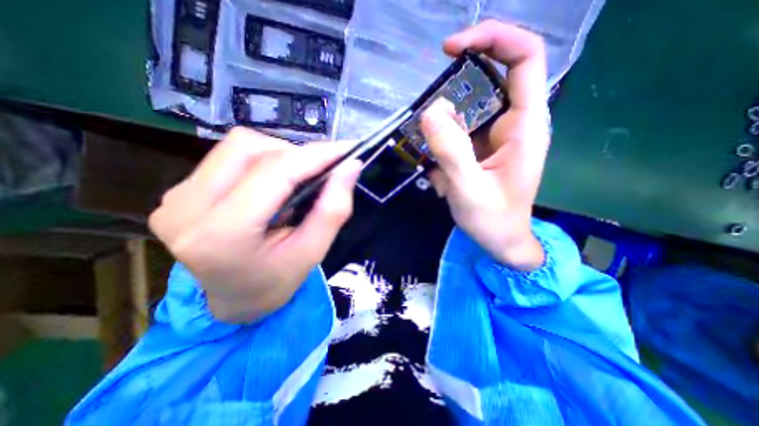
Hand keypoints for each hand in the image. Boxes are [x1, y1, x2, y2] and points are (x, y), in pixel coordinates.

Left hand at [149, 130, 360, 322]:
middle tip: (321, 171)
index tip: (346, 149)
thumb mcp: (312, 252)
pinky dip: (263, 161)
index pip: (274, 173)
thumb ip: (333, 209)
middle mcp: (187, 208)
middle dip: (296, 154)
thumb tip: (351, 167)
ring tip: (297, 180)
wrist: (231, 300)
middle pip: (250, 148)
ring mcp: (176, 196)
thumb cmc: (275, 282)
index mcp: (222, 235)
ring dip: (280, 156)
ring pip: (239, 146)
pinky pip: (229, 156)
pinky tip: (274, 184)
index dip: (315, 155)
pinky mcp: (178, 191)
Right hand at [421, 20, 551, 269]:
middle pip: (492, 76)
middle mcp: (514, 122)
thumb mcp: (469, 190)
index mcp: (525, 125)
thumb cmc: (493, 220)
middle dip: (458, 81)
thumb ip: (451, 152)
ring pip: (469, 106)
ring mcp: (496, 134)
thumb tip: (430, 110)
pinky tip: (437, 168)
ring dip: (444, 121)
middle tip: (429, 107)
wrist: (500, 240)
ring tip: (434, 155)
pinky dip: (442, 139)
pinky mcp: (481, 147)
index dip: (492, 39)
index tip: (450, 49)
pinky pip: (459, 128)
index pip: (523, 58)